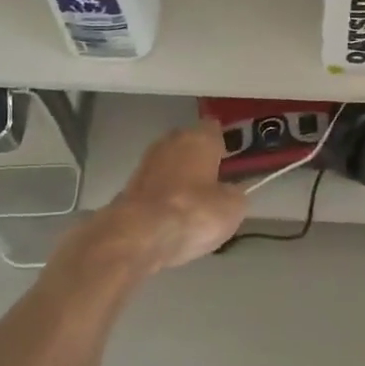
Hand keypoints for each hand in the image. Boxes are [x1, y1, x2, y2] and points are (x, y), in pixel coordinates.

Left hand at [93, 121, 246, 274]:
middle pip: (190, 145)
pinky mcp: (129, 185)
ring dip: (180, 179)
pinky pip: (156, 186)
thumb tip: (230, 192)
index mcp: (200, 137)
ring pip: (170, 165)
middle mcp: (171, 141)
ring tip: (193, 205)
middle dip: (200, 161)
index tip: (232, 163)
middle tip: (214, 185)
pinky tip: (172, 217)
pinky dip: (164, 197)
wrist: (140, 235)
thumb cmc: (195, 212)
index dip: (224, 146)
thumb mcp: (233, 207)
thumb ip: (235, 193)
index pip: (215, 130)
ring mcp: (146, 161)